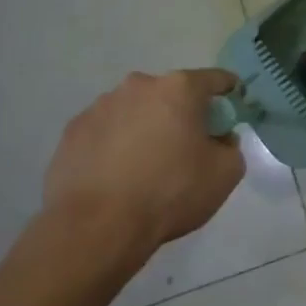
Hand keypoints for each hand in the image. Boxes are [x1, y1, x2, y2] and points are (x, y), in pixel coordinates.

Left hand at [43, 69, 244, 260]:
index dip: (228, 90)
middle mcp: (138, 87)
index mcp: (179, 89)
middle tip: (187, 144)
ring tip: (146, 164)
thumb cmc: (170, 192)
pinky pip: (106, 131)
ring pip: (135, 111)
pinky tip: (118, 174)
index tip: (232, 103)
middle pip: (170, 93)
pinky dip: (116, 144)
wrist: (97, 226)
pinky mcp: (72, 132)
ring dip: (146, 127)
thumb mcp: (225, 173)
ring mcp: (100, 107)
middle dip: (182, 112)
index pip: (214, 79)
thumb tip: (218, 139)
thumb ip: (231, 147)